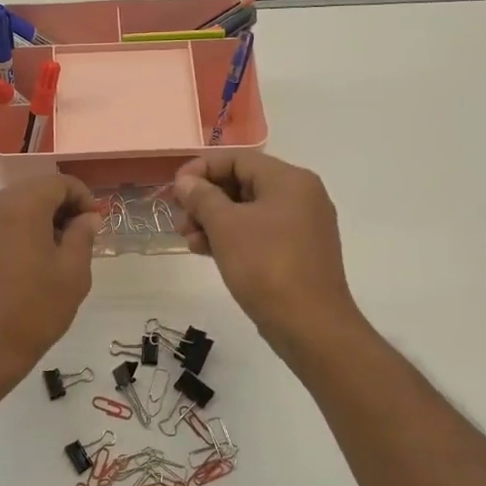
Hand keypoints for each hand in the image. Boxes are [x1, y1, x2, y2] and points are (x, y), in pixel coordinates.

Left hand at [0, 174, 102, 379]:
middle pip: (35, 190)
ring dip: (41, 220)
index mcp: (20, 206)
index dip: (83, 198)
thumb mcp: (73, 272)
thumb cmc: (34, 309)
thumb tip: (86, 218)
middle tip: (82, 237)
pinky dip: (20, 231)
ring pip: (16, 207)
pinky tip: (33, 262)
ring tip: (59, 253)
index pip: (58, 183)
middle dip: (62, 207)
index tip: (96, 224)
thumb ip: (83, 235)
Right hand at [173, 154, 361, 347]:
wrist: (310, 326)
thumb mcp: (226, 227)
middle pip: (242, 183)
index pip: (237, 159)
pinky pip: (259, 233)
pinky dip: (232, 237)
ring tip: (188, 240)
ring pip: (248, 211)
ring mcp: (302, 226)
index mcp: (289, 180)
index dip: (201, 169)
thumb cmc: (266, 266)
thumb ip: (202, 197)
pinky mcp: (298, 252)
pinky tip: (205, 251)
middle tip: (179, 220)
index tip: (174, 190)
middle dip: (205, 199)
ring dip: (213, 221)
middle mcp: (301, 196)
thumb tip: (185, 182)